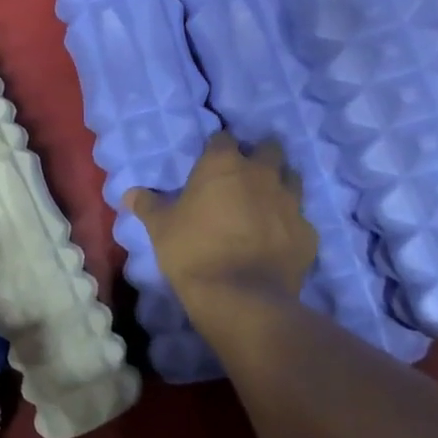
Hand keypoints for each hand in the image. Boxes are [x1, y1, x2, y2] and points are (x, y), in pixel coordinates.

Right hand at [124, 132, 315, 319]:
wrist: (241, 298)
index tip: (211, 161)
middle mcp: (261, 174)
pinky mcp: (308, 233)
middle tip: (244, 176)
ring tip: (265, 201)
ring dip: (280, 184)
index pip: (224, 139)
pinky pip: (301, 219)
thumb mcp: (160, 227)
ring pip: (292, 178)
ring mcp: (290, 202)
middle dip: (259, 156)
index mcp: (224, 164)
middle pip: (269, 149)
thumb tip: (129, 193)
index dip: (218, 148)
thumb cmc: (194, 252)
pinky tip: (279, 238)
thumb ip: (147, 204)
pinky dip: (291, 223)